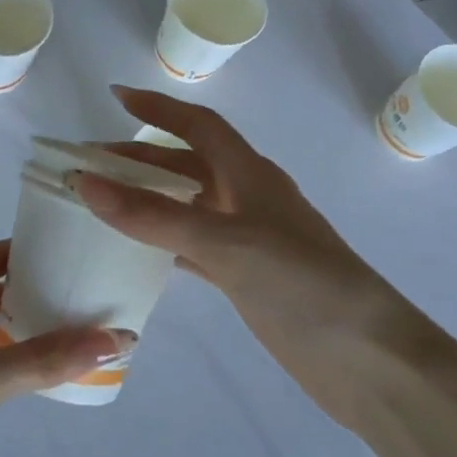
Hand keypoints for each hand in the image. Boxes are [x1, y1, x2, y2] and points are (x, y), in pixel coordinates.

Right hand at [77, 86, 419, 423]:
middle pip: (187, 164)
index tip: (114, 96)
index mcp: (251, 175)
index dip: (158, 108)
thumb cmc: (302, 286)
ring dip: (148, 198)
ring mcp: (249, 241)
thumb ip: (154, 216)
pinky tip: (136, 251)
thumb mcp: (225, 244)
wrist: (370, 360)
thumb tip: (86, 183)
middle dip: (140, 158)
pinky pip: (193, 247)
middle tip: (88, 163)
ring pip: (188, 206)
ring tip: (101, 201)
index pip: (199, 126)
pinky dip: (163, 242)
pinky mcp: (247, 278)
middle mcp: (249, 199)